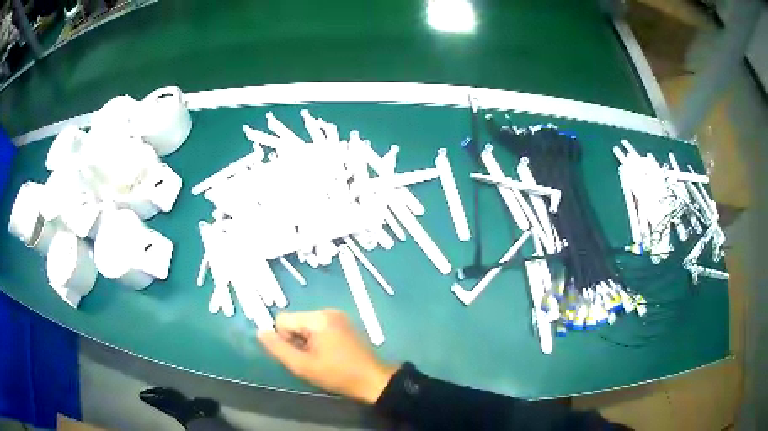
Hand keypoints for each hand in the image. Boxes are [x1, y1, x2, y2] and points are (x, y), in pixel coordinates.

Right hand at [258, 309, 397, 403]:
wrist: (372, 380)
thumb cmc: (336, 375)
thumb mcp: (302, 366)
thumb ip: (278, 348)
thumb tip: (260, 332)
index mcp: (317, 318)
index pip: (282, 320)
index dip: (284, 340)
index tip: (300, 356)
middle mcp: (327, 311)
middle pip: (295, 321)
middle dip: (296, 341)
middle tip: (311, 360)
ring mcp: (337, 316)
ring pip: (305, 326)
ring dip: (306, 342)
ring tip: (320, 359)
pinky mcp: (344, 324)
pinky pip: (319, 327)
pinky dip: (317, 340)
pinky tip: (328, 355)